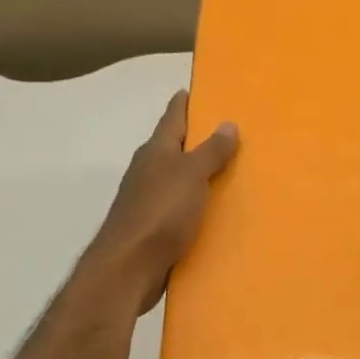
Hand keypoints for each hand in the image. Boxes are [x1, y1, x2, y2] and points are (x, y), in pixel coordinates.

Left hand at [84, 91, 238, 314]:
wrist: (128, 268)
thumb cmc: (160, 213)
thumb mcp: (191, 175)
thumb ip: (210, 151)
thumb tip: (227, 123)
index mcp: (156, 151)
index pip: (172, 117)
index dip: (185, 102)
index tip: (198, 90)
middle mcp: (149, 171)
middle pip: (175, 147)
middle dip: (198, 139)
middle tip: (231, 130)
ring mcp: (148, 200)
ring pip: (179, 178)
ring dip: (200, 174)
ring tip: (232, 171)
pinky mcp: (153, 227)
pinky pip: (181, 207)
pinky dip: (197, 203)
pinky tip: (217, 210)